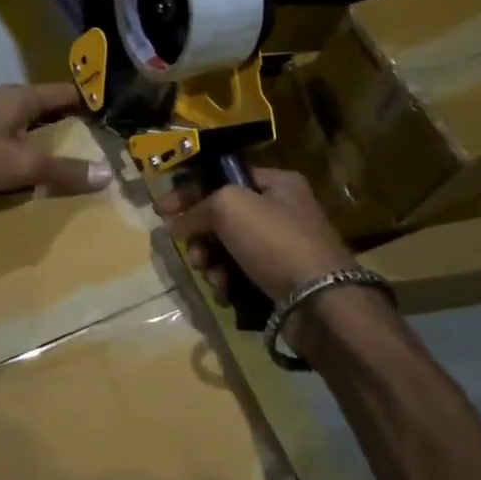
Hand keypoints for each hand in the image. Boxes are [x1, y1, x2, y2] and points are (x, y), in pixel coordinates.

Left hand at [0, 84, 112, 199]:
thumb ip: (63, 171)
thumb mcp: (22, 165)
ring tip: (68, 153)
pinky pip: (6, 137)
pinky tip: (25, 163)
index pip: (66, 92)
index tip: (114, 111)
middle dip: (70, 120)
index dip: (90, 99)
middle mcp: (3, 101)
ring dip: (44, 135)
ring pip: (24, 122)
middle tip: (98, 136)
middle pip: (46, 107)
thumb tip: (108, 174)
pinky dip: (22, 147)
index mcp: (21, 97)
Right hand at [156, 167, 354, 305]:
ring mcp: (283, 247)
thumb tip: (175, 224)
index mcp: (276, 183)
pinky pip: (241, 274)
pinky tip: (226, 293)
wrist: (319, 301)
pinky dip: (228, 283)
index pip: (223, 178)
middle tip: (193, 253)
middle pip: (224, 216)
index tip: (161, 211)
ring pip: (229, 248)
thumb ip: (197, 209)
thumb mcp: (229, 208)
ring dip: (211, 263)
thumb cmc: (275, 242)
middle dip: (200, 235)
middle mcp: (282, 210)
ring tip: (212, 276)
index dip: (190, 192)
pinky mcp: (281, 279)